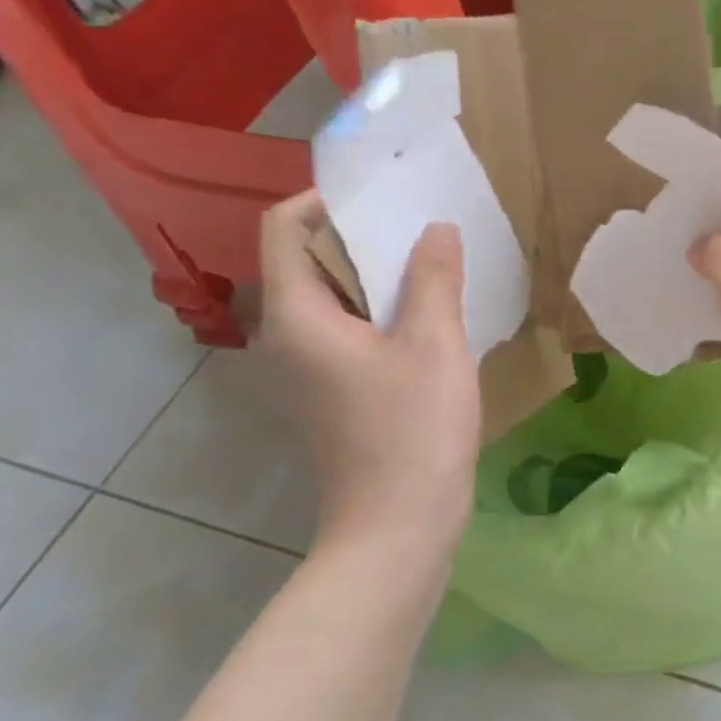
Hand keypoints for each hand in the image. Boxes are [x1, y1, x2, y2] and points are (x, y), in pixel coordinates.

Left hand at [259, 191, 480, 565]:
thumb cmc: (411, 429)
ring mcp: (305, 370)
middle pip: (308, 261)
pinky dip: (380, 308)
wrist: (398, 527)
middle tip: (420, 220)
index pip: (284, 229)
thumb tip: (436, 228)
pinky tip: (429, 312)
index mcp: (296, 317)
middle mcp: (285, 338)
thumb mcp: (433, 342)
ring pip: (332, 298)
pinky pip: (347, 329)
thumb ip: (433, 277)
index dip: (325, 200)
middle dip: (360, 234)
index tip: (384, 194)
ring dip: (376, 272)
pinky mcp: (330, 393)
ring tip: (432, 258)